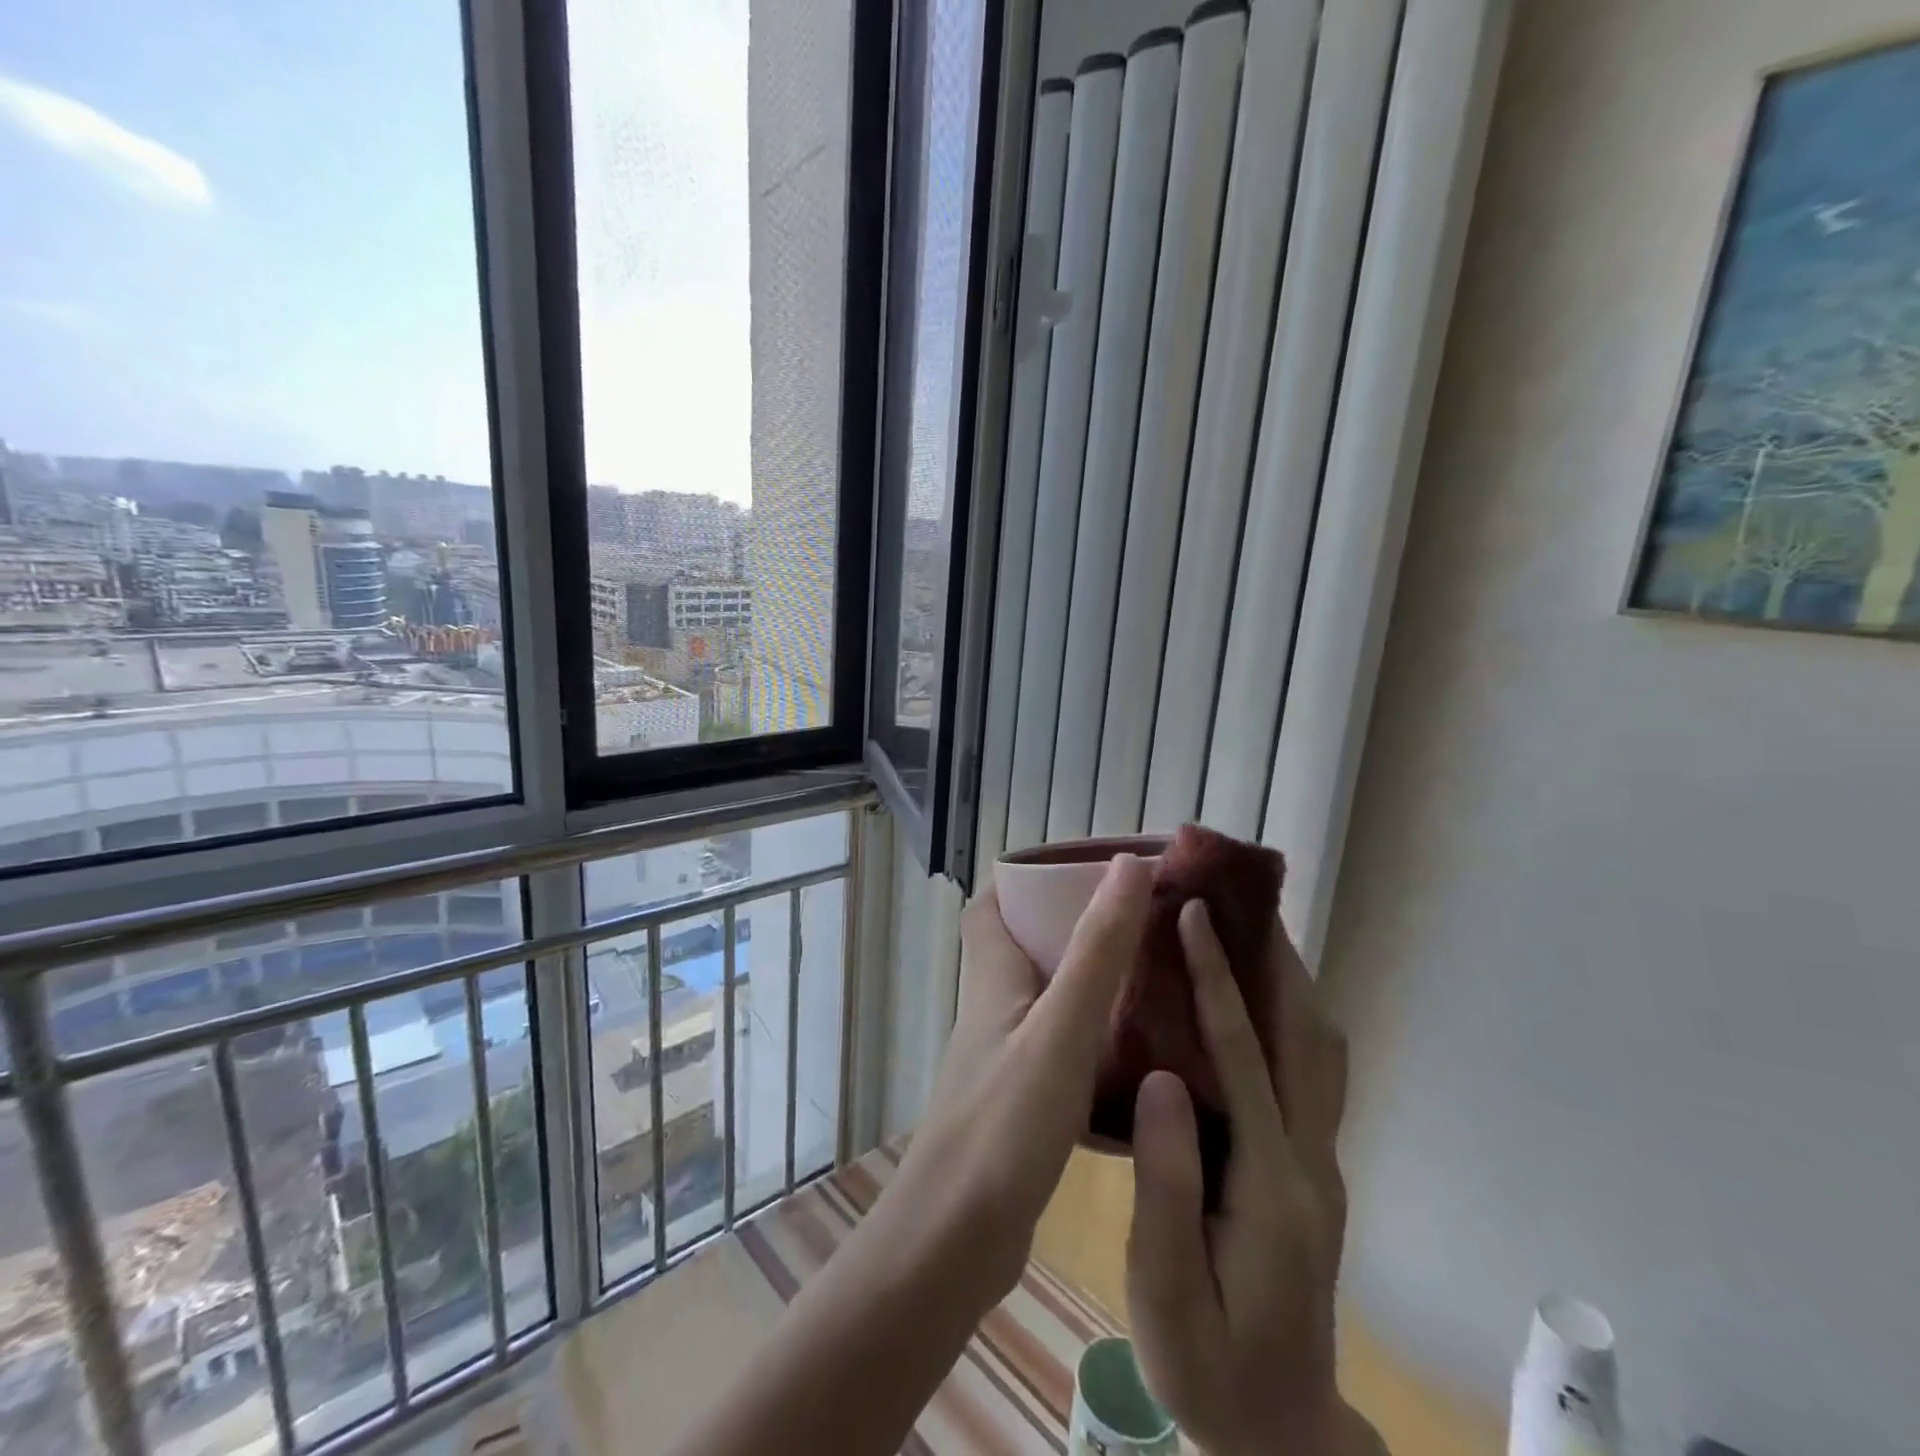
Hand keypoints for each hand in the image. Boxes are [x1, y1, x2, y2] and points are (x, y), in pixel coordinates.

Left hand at [891, 855, 1153, 1297]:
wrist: (953, 1244)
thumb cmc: (1003, 1125)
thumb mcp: (1060, 1029)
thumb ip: (1097, 950)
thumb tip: (1128, 866)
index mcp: (992, 978)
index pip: (992, 905)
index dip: (1030, 880)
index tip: (1089, 872)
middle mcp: (993, 1009)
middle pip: (1028, 947)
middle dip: (1078, 927)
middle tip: (1143, 924)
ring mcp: (1006, 1058)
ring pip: (1050, 998)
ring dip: (1094, 983)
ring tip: (1156, 978)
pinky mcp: (1023, 1103)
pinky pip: (1064, 1048)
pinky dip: (1099, 1038)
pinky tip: (1144, 1054)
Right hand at [1127, 900, 1373, 1455]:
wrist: (1280, 1433)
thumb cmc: (1208, 1366)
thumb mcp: (1167, 1291)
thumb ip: (1166, 1185)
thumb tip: (1160, 1078)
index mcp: (1270, 1185)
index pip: (1244, 1058)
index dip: (1218, 980)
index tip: (1195, 914)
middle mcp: (1311, 1161)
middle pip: (1303, 1038)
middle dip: (1271, 960)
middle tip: (1240, 898)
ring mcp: (1321, 1165)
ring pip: (1321, 1052)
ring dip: (1291, 983)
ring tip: (1254, 931)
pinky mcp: (1314, 1171)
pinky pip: (1315, 1074)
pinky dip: (1296, 1020)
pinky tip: (1264, 1003)